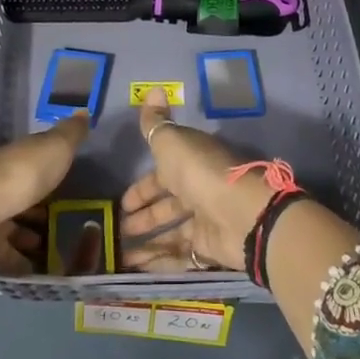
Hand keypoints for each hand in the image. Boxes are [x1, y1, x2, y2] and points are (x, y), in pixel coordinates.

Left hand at [0, 115, 88, 253]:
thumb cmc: (15, 175)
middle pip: (21, 194)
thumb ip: (69, 135)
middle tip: (70, 223)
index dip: (51, 171)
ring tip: (57, 250)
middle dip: (41, 206)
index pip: (32, 161)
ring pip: (11, 224)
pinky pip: (2, 254)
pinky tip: (37, 271)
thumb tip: (84, 111)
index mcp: (13, 157)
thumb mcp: (52, 149)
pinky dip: (18, 261)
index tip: (73, 183)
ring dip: (30, 235)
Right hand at [119, 98, 270, 271]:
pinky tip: (135, 269)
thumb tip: (153, 89)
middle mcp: (197, 191)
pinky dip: (158, 262)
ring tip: (119, 254)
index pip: (161, 175)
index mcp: (189, 163)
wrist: (243, 215)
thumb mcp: (172, 142)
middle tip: (116, 230)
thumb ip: (156, 123)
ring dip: (146, 242)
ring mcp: (204, 221)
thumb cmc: (203, 173)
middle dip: (142, 217)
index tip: (121, 203)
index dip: (141, 188)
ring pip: (171, 233)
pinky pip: (179, 256)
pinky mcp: (208, 248)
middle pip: (166, 205)